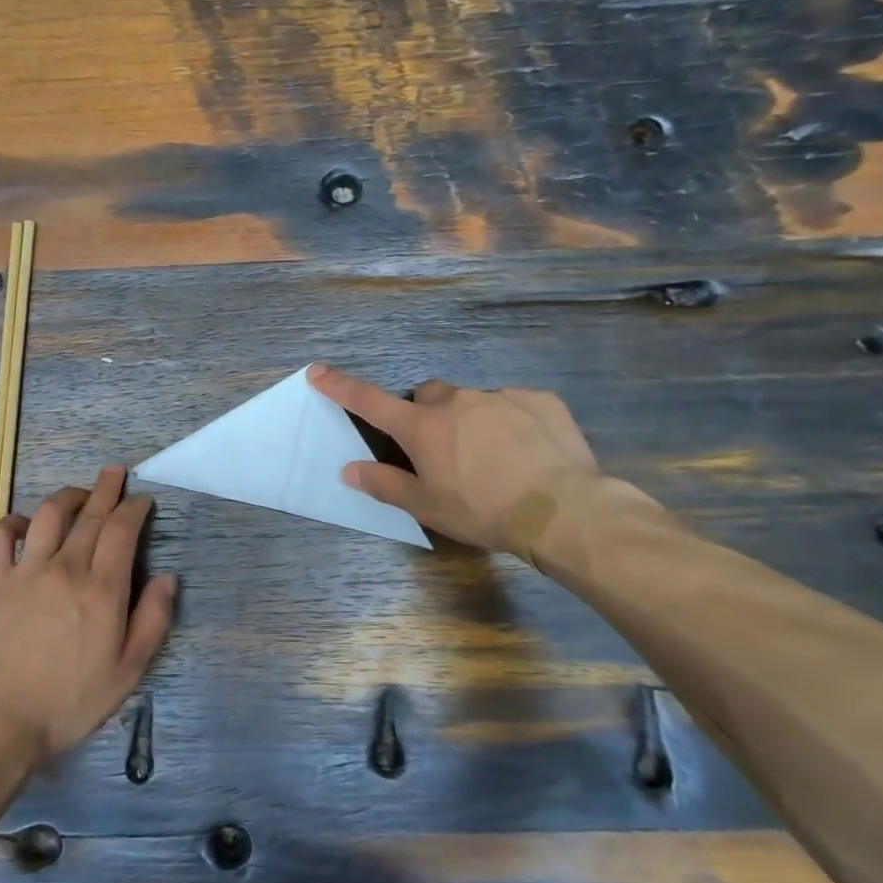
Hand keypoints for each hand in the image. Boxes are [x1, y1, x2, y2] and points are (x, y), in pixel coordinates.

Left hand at [0, 466, 177, 767]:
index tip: (142, 499)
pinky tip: (27, 524)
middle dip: (107, 488)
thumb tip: (167, 578)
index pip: (122, 530)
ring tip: (81, 493)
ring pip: (49, 515)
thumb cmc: (71, 701)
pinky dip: (16, 522)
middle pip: (90, 515)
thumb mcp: (128, 671)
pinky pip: (1, 537)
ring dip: (69, 496)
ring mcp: (26, 572)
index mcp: (102, 589)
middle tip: (116, 472)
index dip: (135, 508)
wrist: (1, 721)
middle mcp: (66, 568)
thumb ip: (153, 620)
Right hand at [308, 362, 599, 552]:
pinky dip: (511, 422)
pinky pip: (514, 404)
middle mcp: (456, 401)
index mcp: (422, 427)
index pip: (370, 401)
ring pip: (472, 401)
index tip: (318, 371)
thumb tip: (349, 470)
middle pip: (427, 395)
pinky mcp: (539, 400)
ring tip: (493, 459)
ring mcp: (500, 396)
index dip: (341, 387)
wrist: (564, 509)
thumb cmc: (483, 510)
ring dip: (471, 420)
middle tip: (441, 450)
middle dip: (427, 414)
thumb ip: (384, 484)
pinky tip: (526, 452)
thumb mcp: (427, 506)